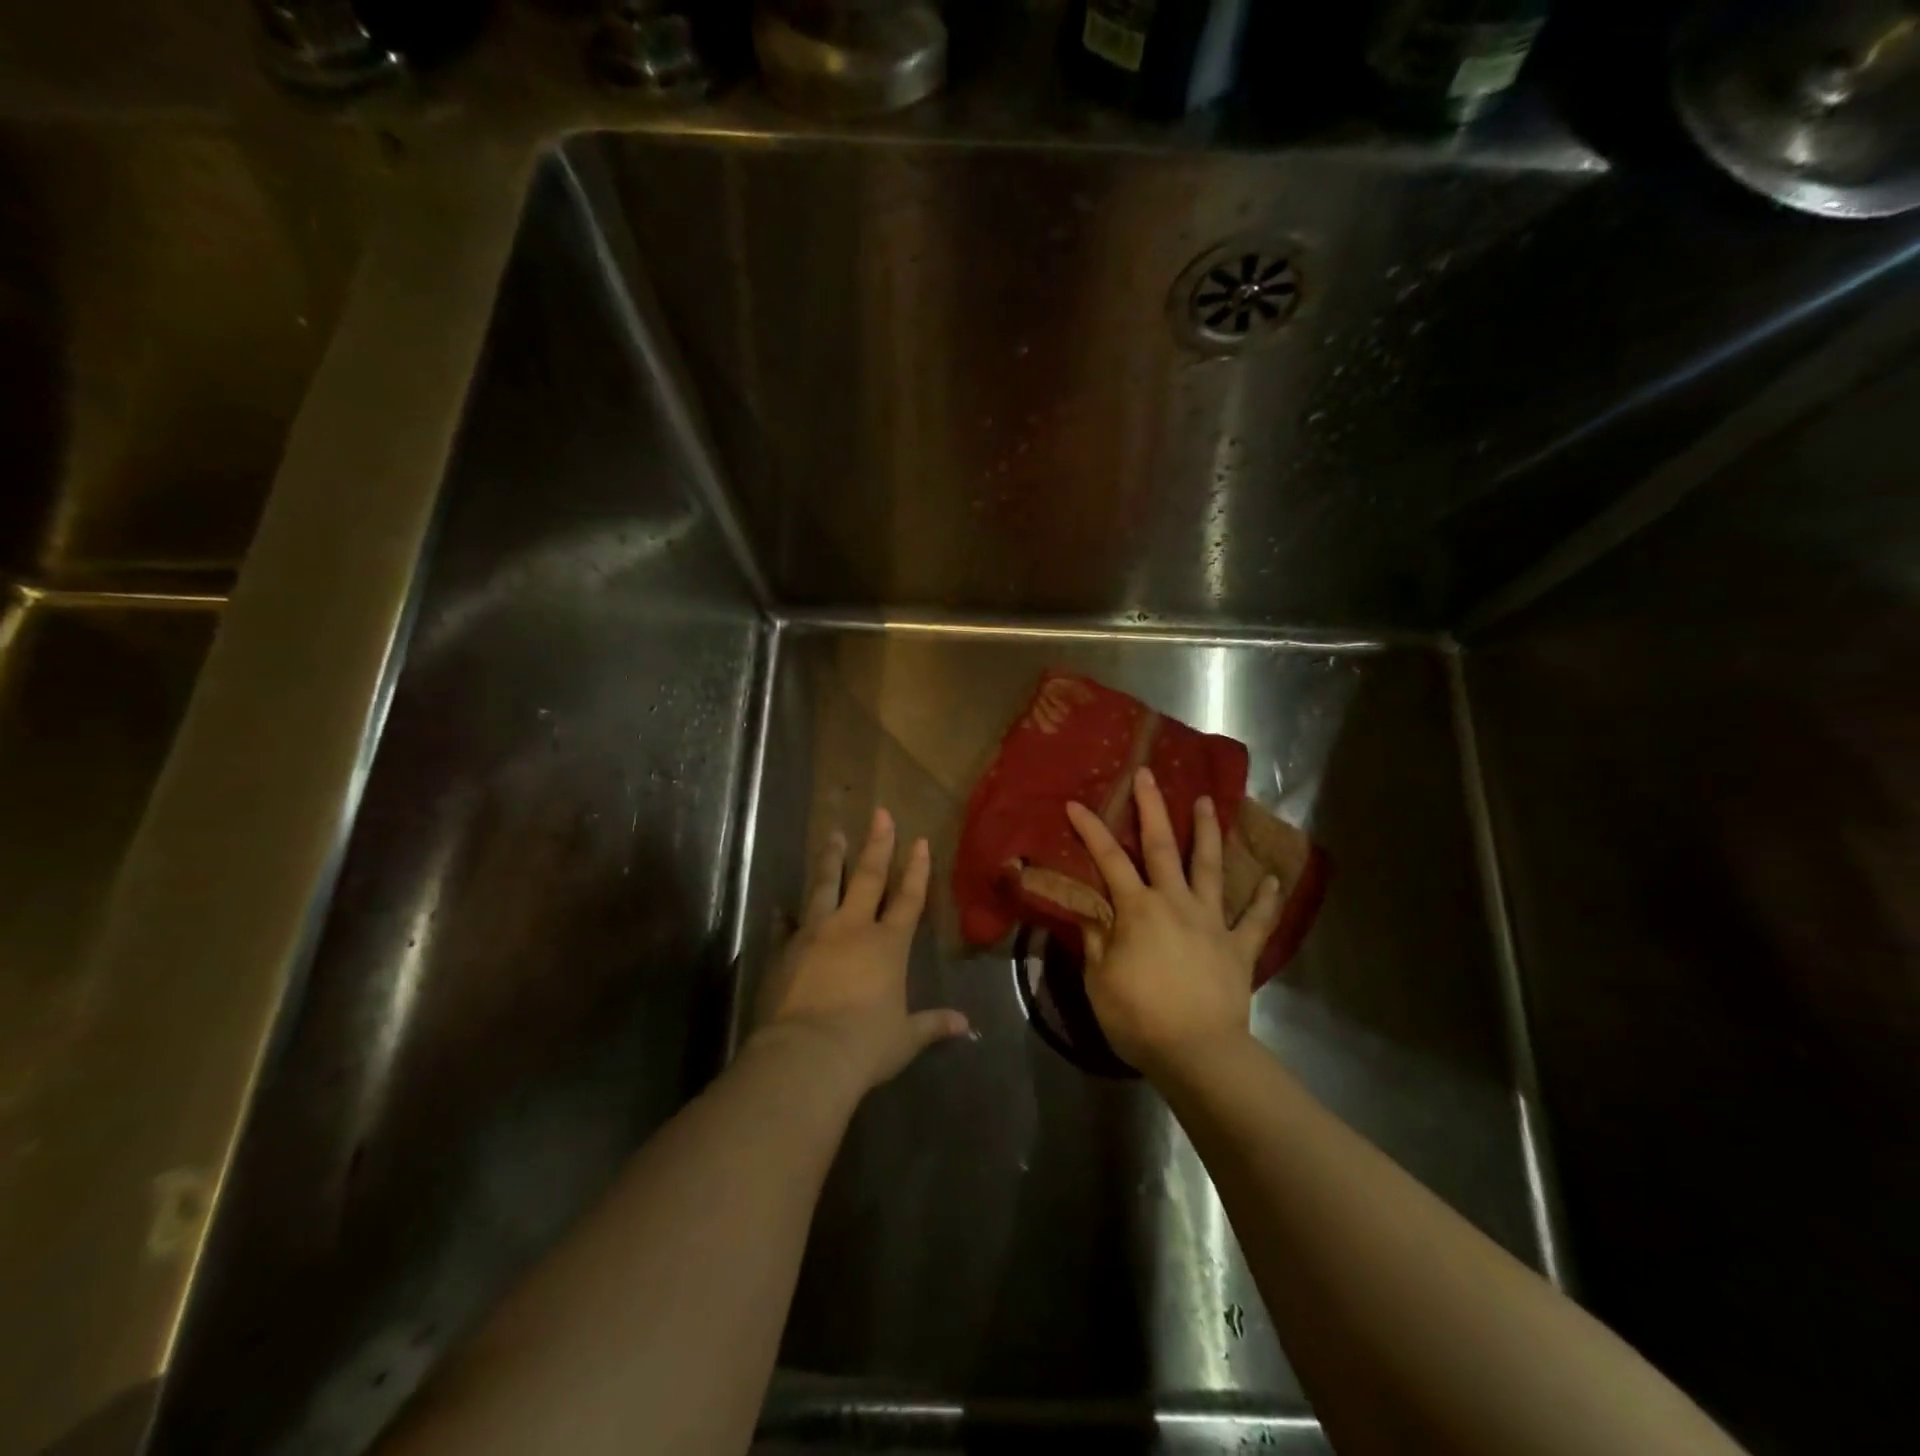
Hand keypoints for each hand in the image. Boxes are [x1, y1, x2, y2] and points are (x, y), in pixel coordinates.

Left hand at [752, 807, 970, 1094]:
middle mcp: (852, 929)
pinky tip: (780, 907)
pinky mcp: (785, 950)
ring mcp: (815, 934)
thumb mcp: (905, 1038)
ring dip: (831, 859)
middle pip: (868, 878)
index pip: (908, 899)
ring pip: (824, 886)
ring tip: (833, 835)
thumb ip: (933, 1025)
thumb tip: (966, 1026)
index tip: (919, 841)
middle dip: (877, 844)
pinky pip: (785, 926)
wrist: (807, 1056)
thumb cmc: (865, 1045)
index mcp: (887, 945)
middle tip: (879, 813)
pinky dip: (784, 916)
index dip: (917, 870)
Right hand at [1066, 767, 1283, 1076]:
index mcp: (1138, 909)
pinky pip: (1255, 919)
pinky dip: (1265, 899)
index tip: (1077, 804)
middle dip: (1152, 808)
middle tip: (1148, 775)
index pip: (1109, 860)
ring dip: (1207, 833)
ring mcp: (1211, 922)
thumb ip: (1095, 939)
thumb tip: (1089, 910)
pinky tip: (1271, 879)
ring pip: (1210, 868)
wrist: (1197, 1053)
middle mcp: (1175, 903)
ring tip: (1207, 802)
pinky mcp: (1239, 947)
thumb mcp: (1099, 980)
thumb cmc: (1139, 1018)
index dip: (1091, 830)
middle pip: (1162, 847)